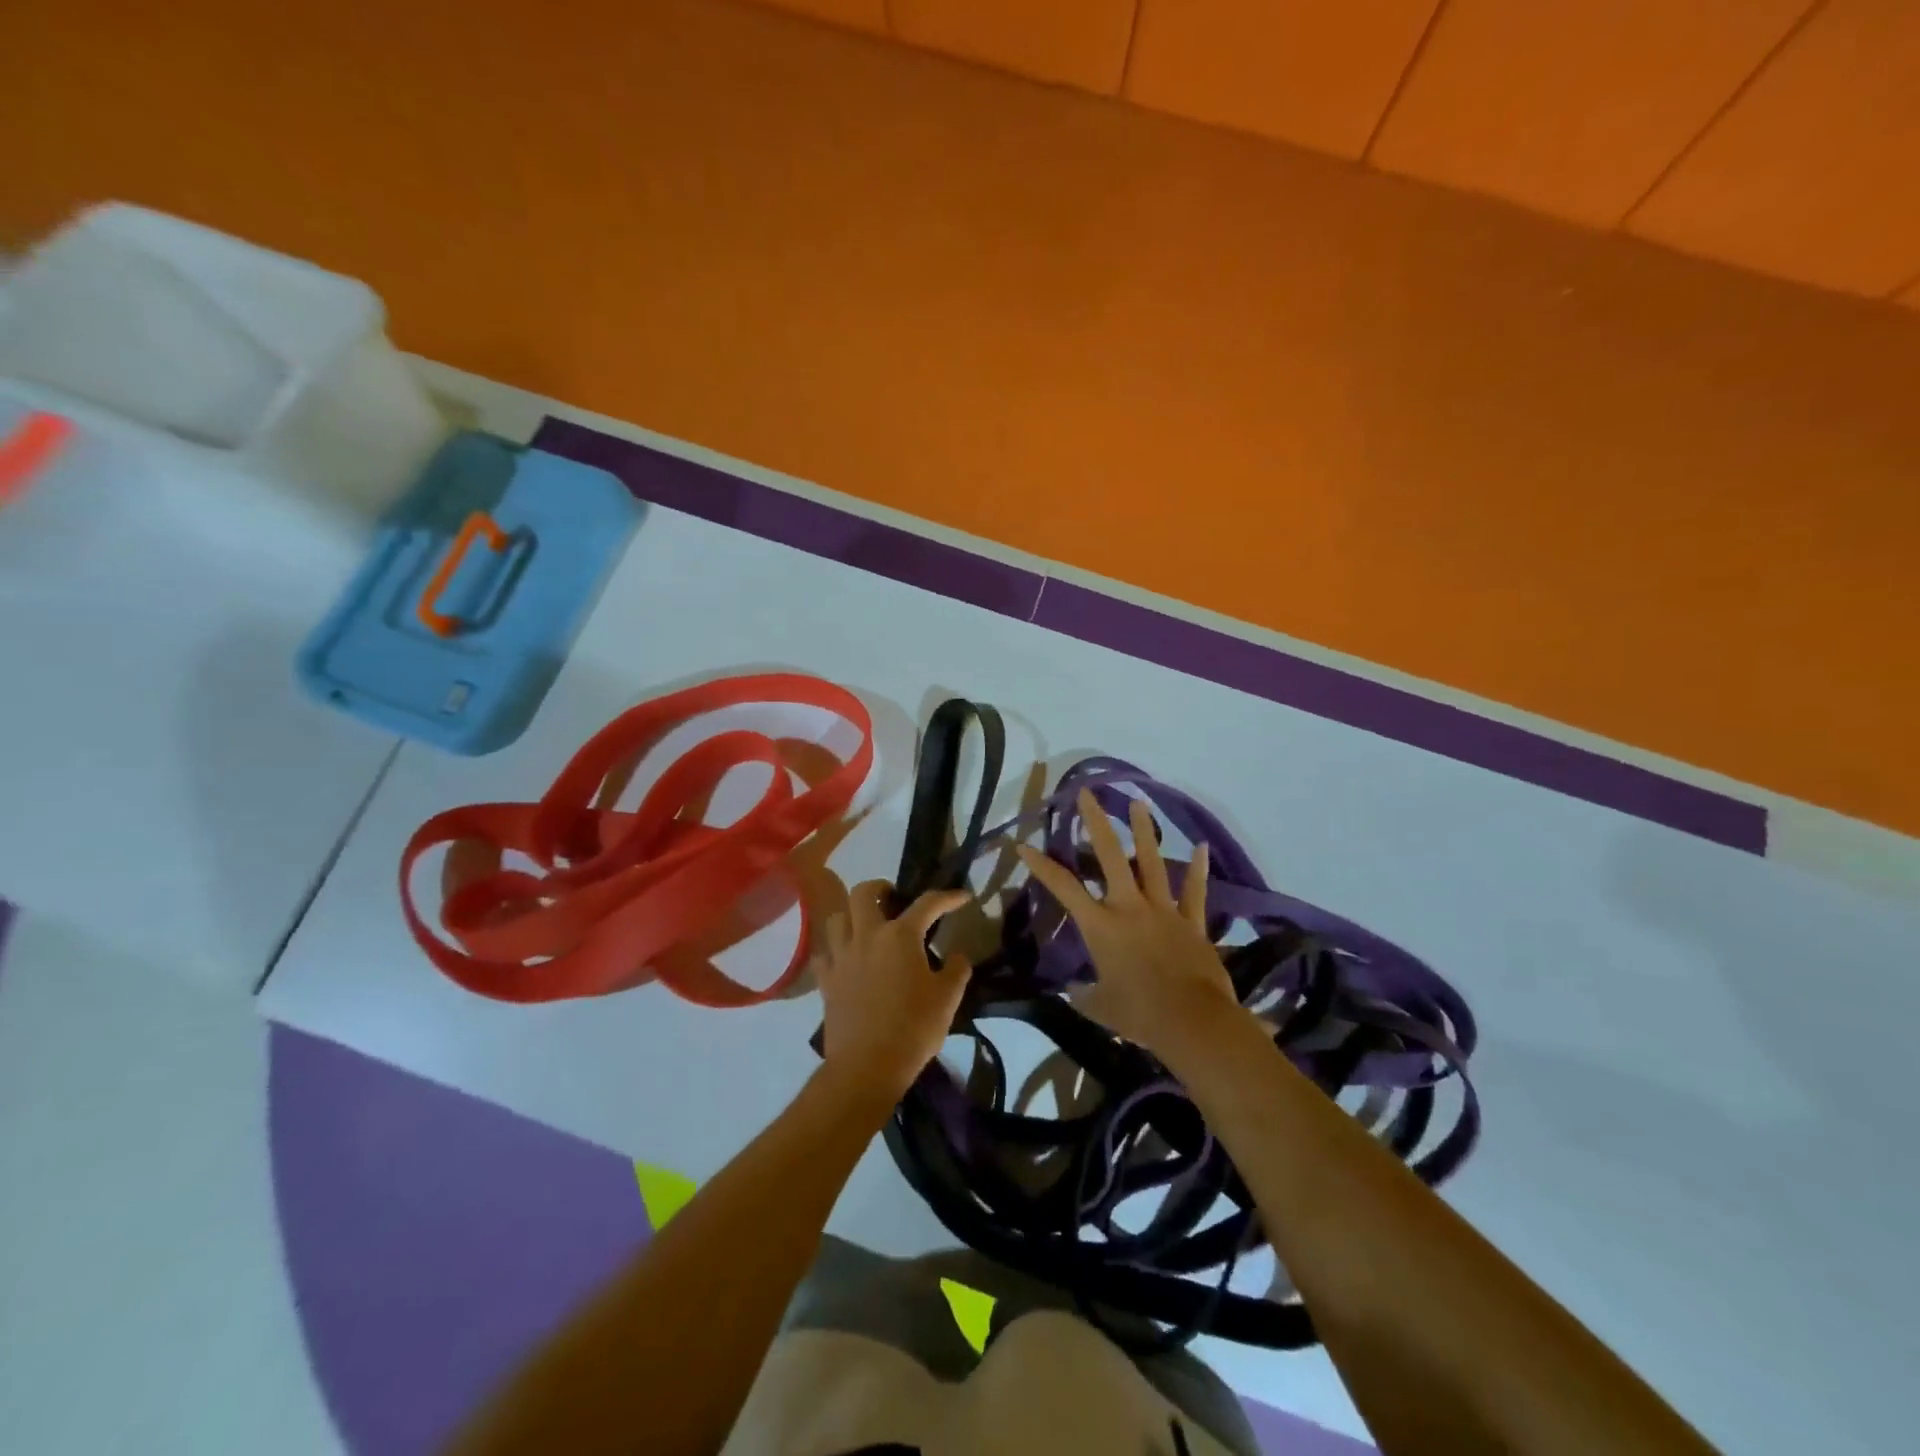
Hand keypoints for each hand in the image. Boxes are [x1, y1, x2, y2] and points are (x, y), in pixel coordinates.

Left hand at [814, 880, 972, 1103]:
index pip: (927, 903)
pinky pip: (825, 953)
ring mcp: (842, 957)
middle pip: (863, 893)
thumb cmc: (913, 1029)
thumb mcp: (947, 999)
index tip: (962, 896)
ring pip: (838, 917)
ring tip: (866, 925)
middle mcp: (867, 936)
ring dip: (852, 914)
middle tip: (893, 897)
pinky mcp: (826, 980)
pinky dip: (835, 949)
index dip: (948, 897)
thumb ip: (956, 970)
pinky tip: (846, 958)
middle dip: (880, 887)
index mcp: (901, 936)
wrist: (867, 1066)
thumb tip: (958, 955)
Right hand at [1016, 791, 1242, 1065]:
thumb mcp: (1099, 1007)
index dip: (1041, 865)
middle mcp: (1129, 907)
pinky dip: (1197, 870)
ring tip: (1137, 802)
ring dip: (1143, 830)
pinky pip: (1194, 892)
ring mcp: (1163, 910)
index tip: (1023, 845)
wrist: (1192, 1021)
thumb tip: (1073, 991)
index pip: (1064, 887)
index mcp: (1101, 925)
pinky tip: (1201, 846)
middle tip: (1087, 793)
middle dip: (1096, 822)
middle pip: (1110, 856)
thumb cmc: (1139, 1014)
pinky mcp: (1191, 922)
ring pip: (1152, 862)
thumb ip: (1084, 994)